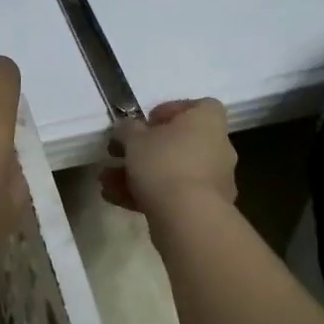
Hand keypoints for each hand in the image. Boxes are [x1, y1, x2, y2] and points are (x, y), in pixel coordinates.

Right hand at [101, 98, 236, 215]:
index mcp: (207, 122)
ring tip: (106, 181)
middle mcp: (217, 148)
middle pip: (179, 142)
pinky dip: (147, 195)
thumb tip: (126, 127)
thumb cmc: (163, 163)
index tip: (146, 122)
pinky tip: (115, 199)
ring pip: (171, 171)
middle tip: (118, 154)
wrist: (188, 217)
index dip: (171, 110)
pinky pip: (173, 194)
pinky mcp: (204, 208)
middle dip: (144, 150)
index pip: (198, 106)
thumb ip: (127, 129)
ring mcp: (213, 180)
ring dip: (138, 174)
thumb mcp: (133, 138)